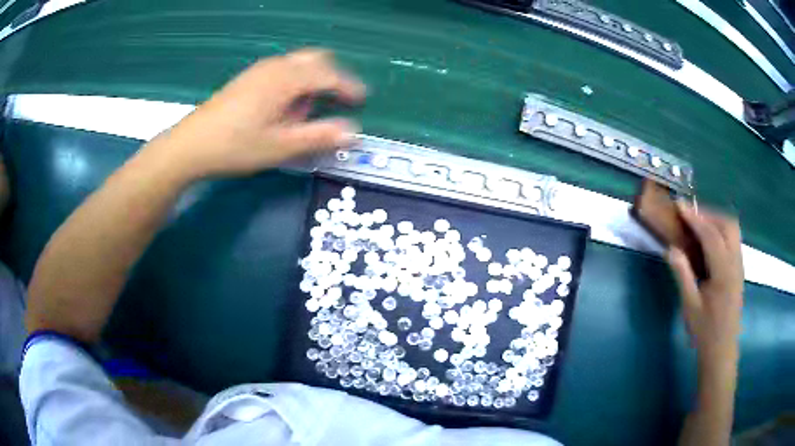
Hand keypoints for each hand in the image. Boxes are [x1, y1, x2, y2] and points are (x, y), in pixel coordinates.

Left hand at [149, 49, 365, 178]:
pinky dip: (293, 83)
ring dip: (311, 82)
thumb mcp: (280, 146)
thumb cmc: (235, 146)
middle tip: (336, 102)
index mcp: (286, 79)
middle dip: (331, 77)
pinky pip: (282, 71)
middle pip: (315, 59)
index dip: (349, 87)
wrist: (190, 146)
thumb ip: (319, 137)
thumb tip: (354, 133)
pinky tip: (282, 108)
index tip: (362, 100)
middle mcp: (275, 67)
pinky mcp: (248, 79)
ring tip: (304, 113)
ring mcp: (259, 70)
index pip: (329, 74)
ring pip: (298, 64)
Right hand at [667, 203, 742, 365]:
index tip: (680, 205)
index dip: (695, 218)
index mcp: (724, 273)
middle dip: (709, 213)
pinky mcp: (739, 268)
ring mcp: (739, 265)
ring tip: (699, 224)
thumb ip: (682, 275)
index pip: (711, 235)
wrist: (721, 349)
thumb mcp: (690, 306)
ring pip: (732, 229)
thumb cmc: (704, 331)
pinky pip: (733, 239)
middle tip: (690, 216)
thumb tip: (670, 249)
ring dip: (716, 220)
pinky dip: (721, 230)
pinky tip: (710, 239)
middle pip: (727, 224)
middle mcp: (735, 263)